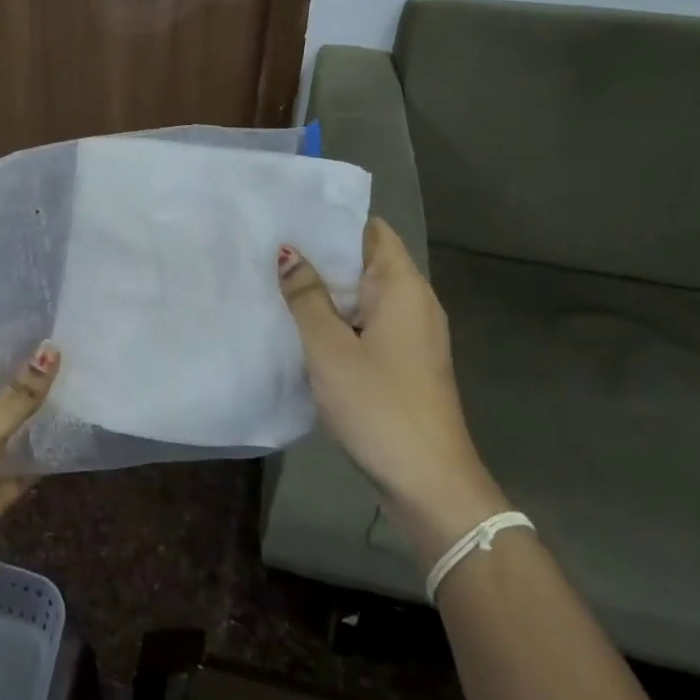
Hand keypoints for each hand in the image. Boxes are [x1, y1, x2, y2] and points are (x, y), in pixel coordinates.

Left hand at [0, 346, 59, 632]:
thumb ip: (17, 397)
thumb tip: (52, 349)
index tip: (32, 321)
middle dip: (20, 377)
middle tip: (63, 345)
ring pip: (6, 431)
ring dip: (33, 415)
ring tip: (73, 379)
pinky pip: (19, 466)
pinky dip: (40, 455)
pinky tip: (70, 433)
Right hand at [278, 219, 508, 562]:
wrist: (429, 483)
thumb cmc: (379, 405)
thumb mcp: (330, 348)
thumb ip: (306, 296)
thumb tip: (288, 252)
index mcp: (402, 287)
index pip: (371, 230)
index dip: (331, 220)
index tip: (288, 216)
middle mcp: (414, 301)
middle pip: (366, 259)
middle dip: (322, 253)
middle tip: (270, 246)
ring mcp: (413, 334)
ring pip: (365, 294)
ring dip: (328, 288)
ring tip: (277, 278)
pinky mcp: (406, 361)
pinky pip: (368, 322)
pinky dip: (339, 316)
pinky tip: (303, 324)